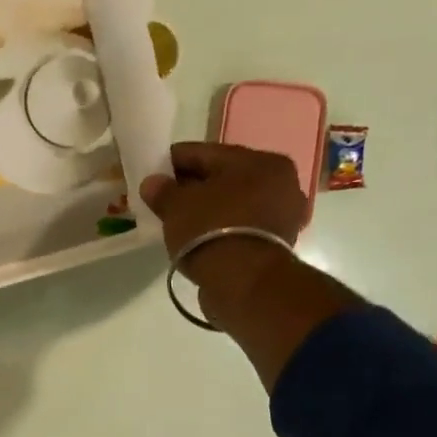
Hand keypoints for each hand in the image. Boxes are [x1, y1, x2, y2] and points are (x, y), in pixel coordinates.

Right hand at [138, 142, 305, 327]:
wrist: (244, 283)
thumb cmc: (211, 231)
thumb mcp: (177, 207)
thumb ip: (163, 191)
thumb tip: (152, 183)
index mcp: (259, 160)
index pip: (206, 153)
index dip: (174, 161)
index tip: (152, 170)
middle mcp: (280, 181)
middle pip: (224, 178)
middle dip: (194, 186)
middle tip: (164, 198)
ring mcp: (283, 214)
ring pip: (234, 203)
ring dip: (209, 209)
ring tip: (180, 221)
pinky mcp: (278, 244)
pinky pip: (241, 227)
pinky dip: (221, 229)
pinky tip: (199, 238)